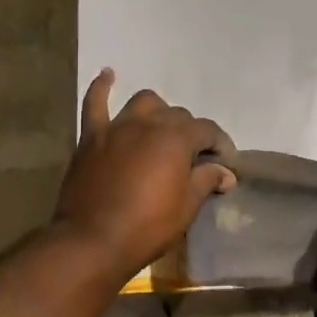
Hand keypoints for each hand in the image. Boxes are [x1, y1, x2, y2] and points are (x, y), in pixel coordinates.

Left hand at [51, 70, 235, 275]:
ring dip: (157, 112)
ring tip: (160, 130)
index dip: (220, 145)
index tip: (224, 165)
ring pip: (144, 102)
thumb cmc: (146, 227)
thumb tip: (225, 172)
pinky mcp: (91, 137)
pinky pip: (95, 103)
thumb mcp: (186, 208)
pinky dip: (102, 87)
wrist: (92, 241)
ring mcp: (117, 127)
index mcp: (176, 138)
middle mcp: (149, 123)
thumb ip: (206, 181)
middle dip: (191, 134)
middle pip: (177, 116)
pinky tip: (108, 75)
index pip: (207, 130)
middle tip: (194, 160)